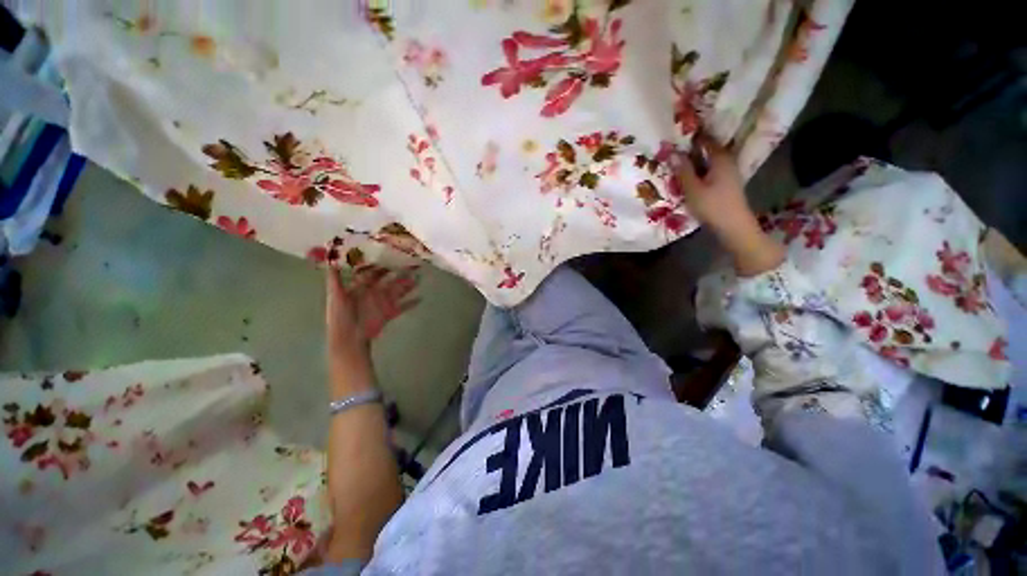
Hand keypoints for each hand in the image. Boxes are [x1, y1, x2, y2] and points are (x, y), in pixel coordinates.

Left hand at [325, 266, 418, 395]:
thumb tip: (330, 260)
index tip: (389, 256)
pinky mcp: (390, 314)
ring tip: (418, 279)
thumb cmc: (340, 317)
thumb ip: (335, 279)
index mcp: (360, 288)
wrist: (349, 339)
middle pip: (388, 281)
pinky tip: (421, 298)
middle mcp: (373, 293)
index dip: (380, 265)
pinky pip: (403, 307)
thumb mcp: (335, 296)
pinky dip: (411, 303)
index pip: (371, 274)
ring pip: (398, 291)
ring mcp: (382, 303)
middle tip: (410, 265)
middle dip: (398, 274)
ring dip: (408, 286)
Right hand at [675, 132, 752, 234]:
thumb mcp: (693, 188)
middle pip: (707, 151)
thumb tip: (672, 153)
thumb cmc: (713, 206)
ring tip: (676, 166)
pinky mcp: (726, 185)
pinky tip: (688, 179)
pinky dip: (699, 172)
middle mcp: (727, 162)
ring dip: (694, 163)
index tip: (675, 137)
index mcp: (721, 158)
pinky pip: (709, 172)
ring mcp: (728, 174)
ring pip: (708, 163)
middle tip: (672, 152)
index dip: (691, 137)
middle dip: (691, 151)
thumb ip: (683, 170)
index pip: (706, 140)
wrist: (733, 226)